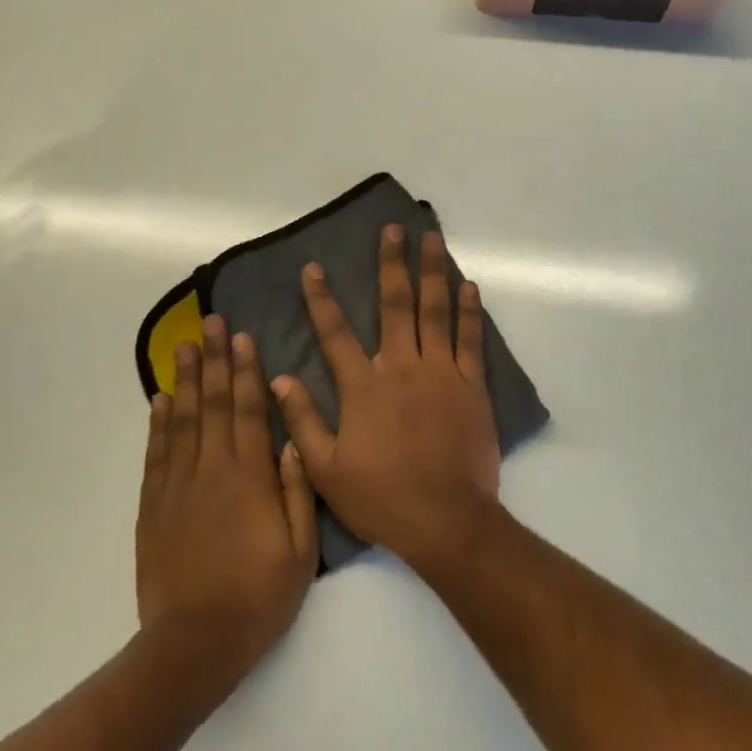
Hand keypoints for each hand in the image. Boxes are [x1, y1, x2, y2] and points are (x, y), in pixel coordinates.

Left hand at [136, 314, 318, 683]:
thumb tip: (294, 439)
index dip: (246, 370)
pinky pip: (156, 453)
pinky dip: (157, 422)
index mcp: (250, 476)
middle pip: (213, 403)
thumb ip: (298, 490)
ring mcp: (177, 485)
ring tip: (185, 345)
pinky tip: (159, 399)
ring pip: (181, 420)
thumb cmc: (258, 597)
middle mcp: (211, 469)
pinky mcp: (153, 506)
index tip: (244, 337)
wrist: (194, 645)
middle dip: (215, 359)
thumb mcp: (301, 550)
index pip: (247, 409)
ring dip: (184, 379)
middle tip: (213, 323)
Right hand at [273, 225, 500, 564]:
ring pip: (435, 311)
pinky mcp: (472, 386)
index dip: (321, 298)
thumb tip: (279, 376)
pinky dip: (469, 311)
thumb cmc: (382, 497)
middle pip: (395, 304)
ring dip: (433, 272)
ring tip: (432, 238)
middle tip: (393, 229)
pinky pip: (471, 340)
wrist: (446, 520)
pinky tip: (469, 285)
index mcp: (364, 386)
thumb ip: (303, 419)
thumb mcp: (326, 468)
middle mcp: (402, 367)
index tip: (313, 267)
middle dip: (391, 263)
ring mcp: (441, 372)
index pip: (336, 332)